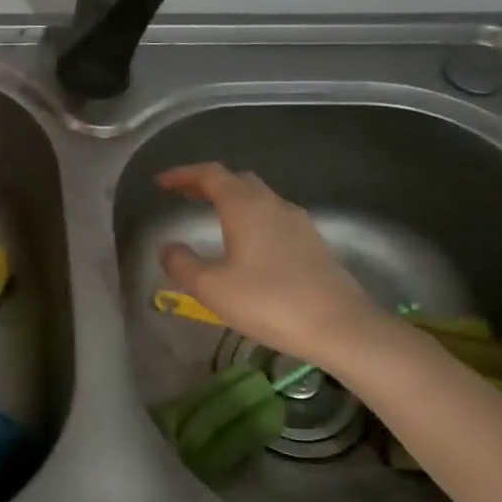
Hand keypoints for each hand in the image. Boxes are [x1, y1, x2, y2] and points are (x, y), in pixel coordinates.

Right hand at [157, 163, 391, 367]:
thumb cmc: (269, 302)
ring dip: (232, 200)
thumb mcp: (212, 288)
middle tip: (184, 196)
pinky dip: (251, 218)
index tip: (161, 182)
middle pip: (237, 180)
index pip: (210, 175)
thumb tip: (167, 247)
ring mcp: (298, 223)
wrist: (340, 326)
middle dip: (207, 184)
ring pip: (259, 198)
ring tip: (212, 217)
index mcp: (245, 207)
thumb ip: (182, 264)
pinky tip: (247, 243)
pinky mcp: (312, 243)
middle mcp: (273, 205)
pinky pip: (274, 217)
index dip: (183, 174)